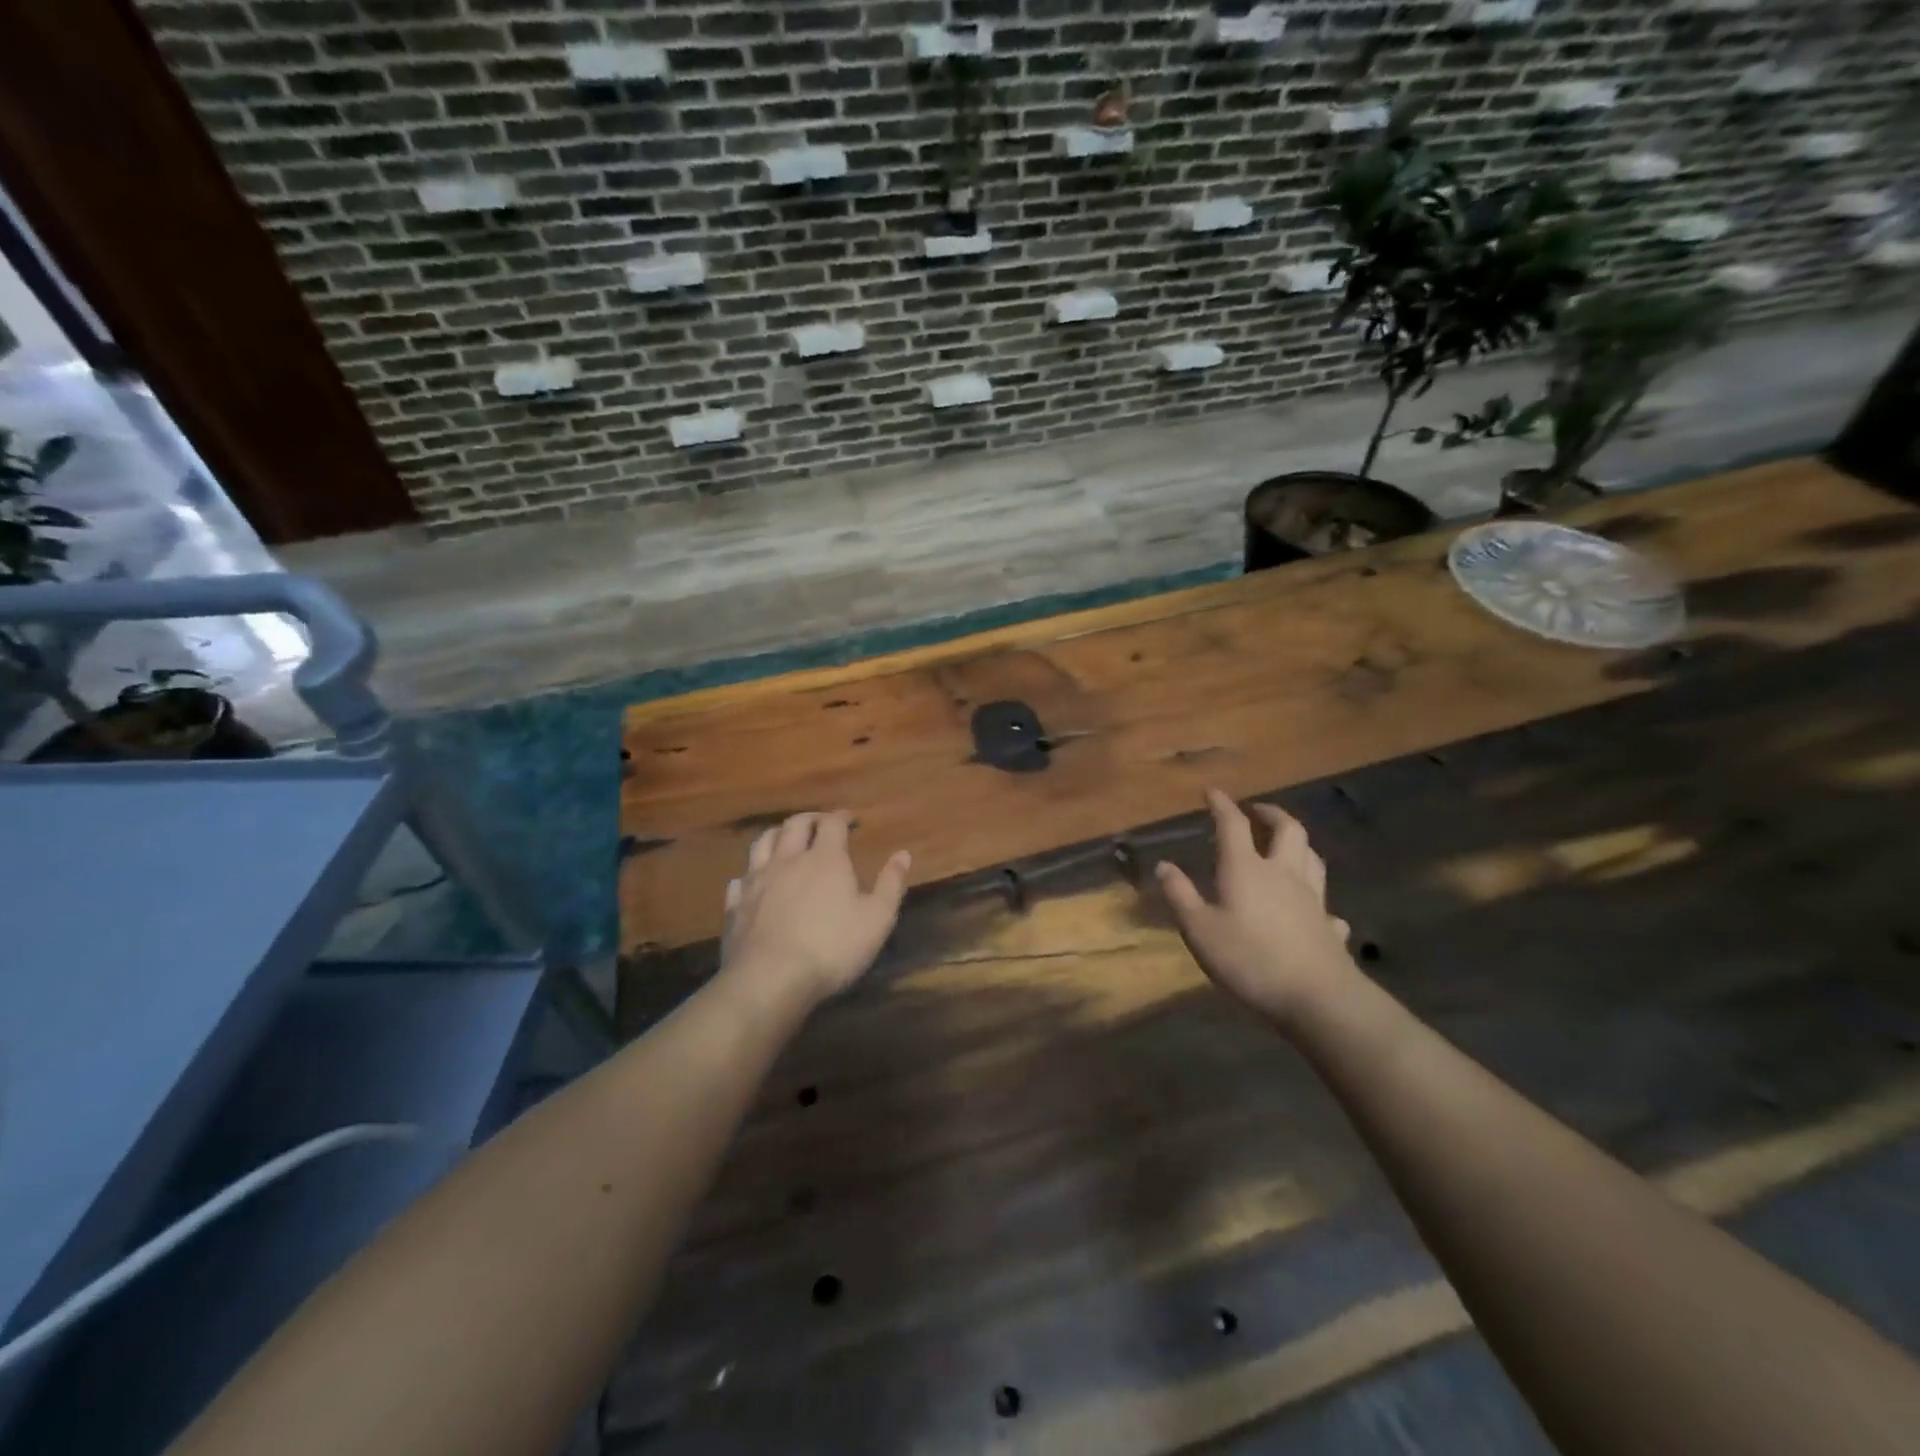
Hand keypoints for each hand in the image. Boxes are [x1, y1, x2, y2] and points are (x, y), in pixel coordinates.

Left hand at [720, 811, 910, 1010]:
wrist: (770, 980)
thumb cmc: (832, 947)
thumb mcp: (877, 918)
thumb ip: (891, 884)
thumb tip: (903, 854)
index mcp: (825, 859)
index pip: (832, 823)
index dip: (842, 817)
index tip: (851, 818)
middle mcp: (788, 860)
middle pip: (794, 825)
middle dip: (810, 818)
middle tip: (821, 823)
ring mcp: (757, 881)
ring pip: (762, 843)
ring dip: (776, 834)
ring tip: (785, 839)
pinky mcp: (735, 906)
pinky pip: (740, 879)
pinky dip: (749, 874)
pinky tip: (753, 881)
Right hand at [1156, 789, 1356, 1026]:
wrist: (1317, 997)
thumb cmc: (1249, 959)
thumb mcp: (1199, 930)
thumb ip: (1181, 896)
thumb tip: (1165, 865)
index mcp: (1246, 869)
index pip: (1233, 825)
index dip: (1222, 805)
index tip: (1212, 792)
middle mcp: (1283, 873)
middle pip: (1287, 830)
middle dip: (1270, 814)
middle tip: (1257, 811)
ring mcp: (1312, 898)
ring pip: (1311, 857)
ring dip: (1298, 843)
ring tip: (1285, 844)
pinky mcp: (1329, 925)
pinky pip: (1325, 901)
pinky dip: (1316, 896)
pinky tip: (1312, 907)